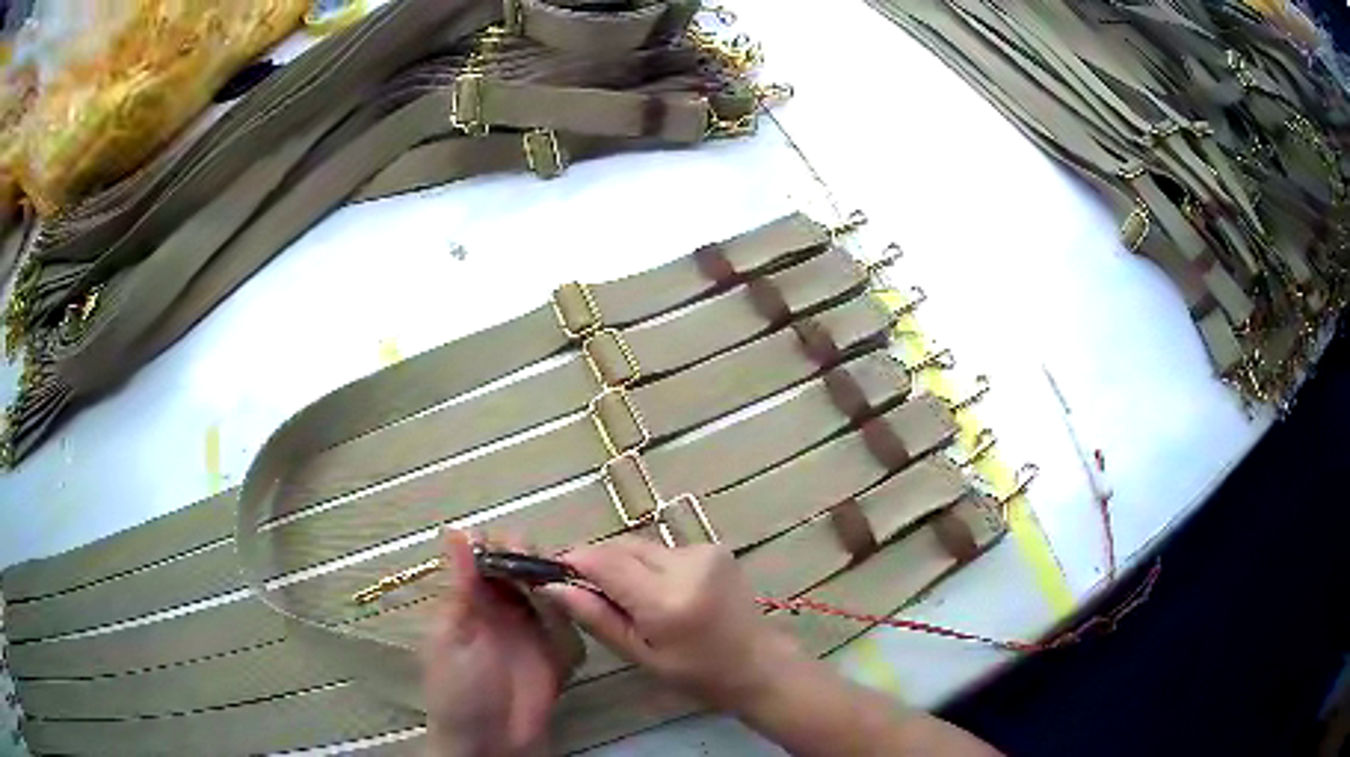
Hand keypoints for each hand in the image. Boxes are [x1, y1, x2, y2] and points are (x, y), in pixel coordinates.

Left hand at [422, 531, 580, 756]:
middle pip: (524, 574)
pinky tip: (582, 612)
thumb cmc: (457, 690)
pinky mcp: (558, 659)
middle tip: (543, 560)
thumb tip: (455, 531)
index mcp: (473, 604)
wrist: (488, 744)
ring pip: (551, 597)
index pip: (488, 560)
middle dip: (534, 561)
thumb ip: (460, 587)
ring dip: (557, 587)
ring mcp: (534, 637)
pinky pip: (572, 631)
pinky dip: (576, 621)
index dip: (501, 545)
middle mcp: (504, 614)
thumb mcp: (452, 636)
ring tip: (562, 583)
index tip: (514, 540)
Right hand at [538, 536, 801, 711]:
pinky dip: (648, 566)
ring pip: (640, 547)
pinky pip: (663, 550)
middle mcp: (686, 564)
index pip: (603, 561)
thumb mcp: (641, 655)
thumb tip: (553, 587)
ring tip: (627, 600)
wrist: (760, 665)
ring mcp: (704, 551)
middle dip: (596, 563)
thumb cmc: (698, 674)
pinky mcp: (714, 548)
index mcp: (667, 599)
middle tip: (587, 593)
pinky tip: (657, 593)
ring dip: (623, 565)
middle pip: (620, 547)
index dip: (572, 561)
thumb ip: (597, 618)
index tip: (553, 574)